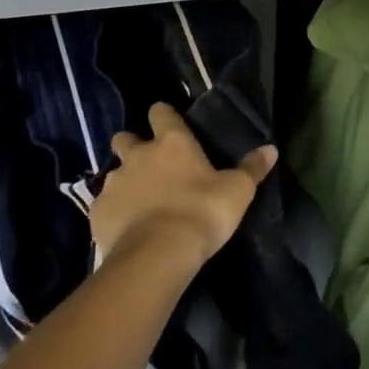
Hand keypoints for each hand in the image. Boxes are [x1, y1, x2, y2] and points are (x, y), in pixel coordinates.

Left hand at [91, 103, 276, 273]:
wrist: (156, 256)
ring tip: (139, 202)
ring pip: (113, 172)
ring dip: (124, 181)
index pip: (161, 112)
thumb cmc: (201, 213)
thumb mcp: (237, 191)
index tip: (170, 126)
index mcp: (172, 142)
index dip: (164, 116)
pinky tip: (125, 228)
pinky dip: (113, 212)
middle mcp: (138, 155)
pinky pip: (103, 206)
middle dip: (133, 146)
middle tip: (149, 165)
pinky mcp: (97, 213)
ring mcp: (114, 183)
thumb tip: (271, 148)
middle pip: (125, 138)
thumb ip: (252, 168)